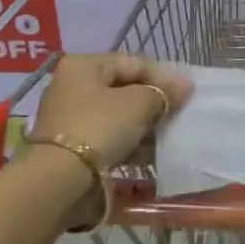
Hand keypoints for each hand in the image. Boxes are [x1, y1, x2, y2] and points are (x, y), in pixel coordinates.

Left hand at [30, 53, 192, 171]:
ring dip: (142, 126)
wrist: (59, 181)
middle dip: (152, 103)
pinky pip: (107, 138)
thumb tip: (185, 85)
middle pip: (123, 89)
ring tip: (166, 138)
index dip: (162, 76)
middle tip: (176, 115)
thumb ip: (163, 92)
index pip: (132, 62)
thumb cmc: (99, 128)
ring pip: (116, 116)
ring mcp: (68, 118)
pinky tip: (149, 155)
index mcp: (83, 65)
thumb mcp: (138, 104)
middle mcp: (71, 86)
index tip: (185, 94)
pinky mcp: (70, 147)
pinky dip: (128, 144)